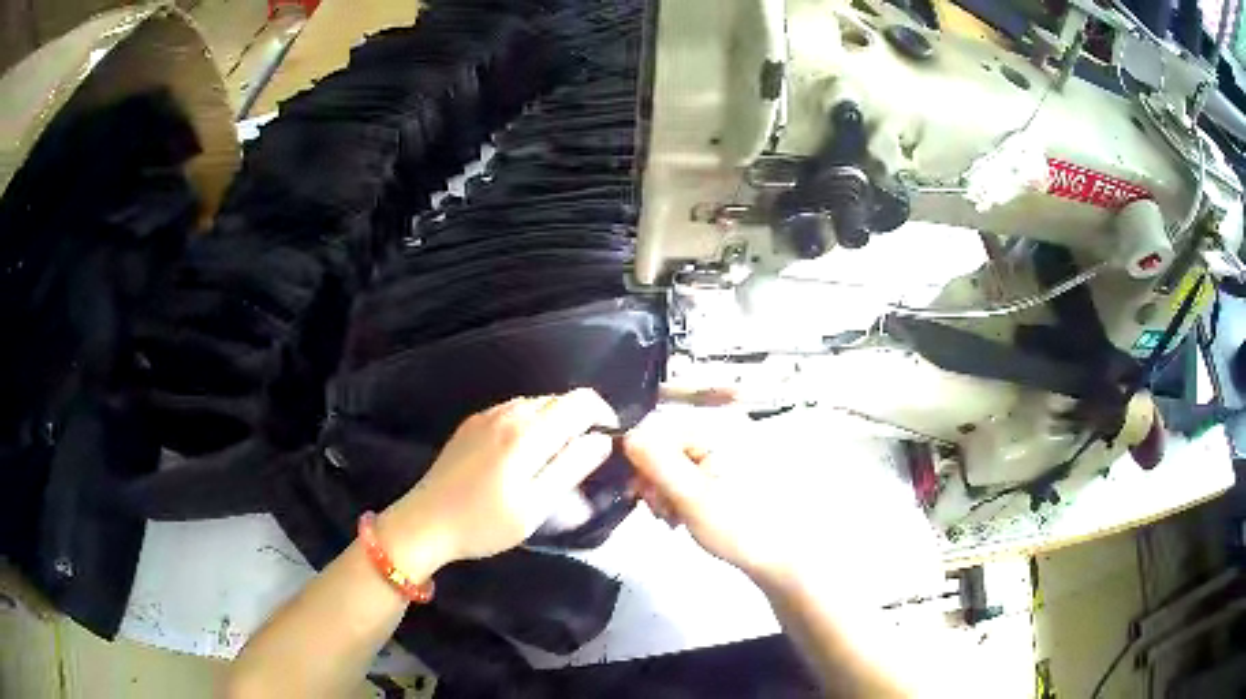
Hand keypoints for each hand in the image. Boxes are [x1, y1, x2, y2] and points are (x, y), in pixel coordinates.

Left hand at [379, 389, 617, 569]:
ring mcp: (486, 415)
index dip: (603, 415)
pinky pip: (513, 410)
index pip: (580, 401)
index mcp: (527, 432)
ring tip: (556, 458)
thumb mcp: (536, 506)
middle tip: (583, 458)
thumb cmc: (484, 523)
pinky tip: (524, 454)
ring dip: (555, 421)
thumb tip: (602, 441)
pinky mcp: (471, 424)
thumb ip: (571, 468)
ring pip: (536, 403)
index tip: (608, 442)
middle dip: (580, 420)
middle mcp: (508, 413)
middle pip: (559, 399)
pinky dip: (531, 423)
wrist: (425, 522)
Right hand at [624, 411, 942, 598]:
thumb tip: (627, 435)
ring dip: (666, 489)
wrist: (783, 559)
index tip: (638, 492)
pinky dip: (683, 493)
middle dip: (655, 479)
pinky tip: (684, 516)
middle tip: (659, 511)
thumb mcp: (690, 496)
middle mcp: (727, 431)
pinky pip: (695, 473)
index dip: (642, 461)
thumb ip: (656, 463)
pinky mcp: (734, 471)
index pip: (661, 429)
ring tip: (673, 518)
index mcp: (721, 428)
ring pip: (680, 462)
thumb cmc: (741, 527)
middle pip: (670, 445)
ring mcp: (733, 451)